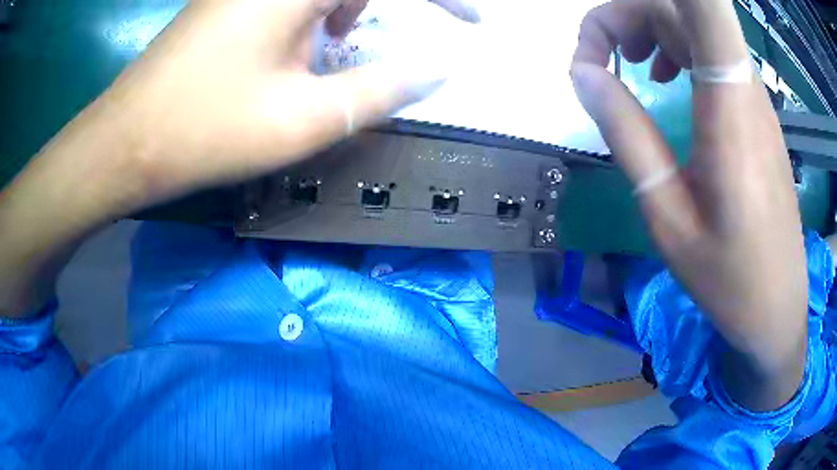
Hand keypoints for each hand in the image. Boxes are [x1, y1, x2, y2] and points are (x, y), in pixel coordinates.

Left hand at [99, 0, 477, 208]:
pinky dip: (314, 9)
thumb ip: (384, 88)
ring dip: (345, 6)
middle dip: (378, 7)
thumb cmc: (206, 132)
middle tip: (367, 44)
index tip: (472, 22)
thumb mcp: (306, 118)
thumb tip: (438, 69)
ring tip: (329, 48)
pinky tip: (296, 41)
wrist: (126, 142)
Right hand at [572, 0, 806, 410]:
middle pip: (677, 6)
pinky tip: (663, 78)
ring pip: (692, 23)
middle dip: (624, 15)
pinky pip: (709, 50)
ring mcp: (752, 95)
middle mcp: (743, 85)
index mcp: (727, 107)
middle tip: (595, 59)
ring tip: (625, 64)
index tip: (615, 25)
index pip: (702, 6)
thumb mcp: (668, 217)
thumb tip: (584, 73)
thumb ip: (627, 134)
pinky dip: (674, 46)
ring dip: (647, 27)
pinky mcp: (754, 109)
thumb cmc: (728, 277)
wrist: (777, 306)